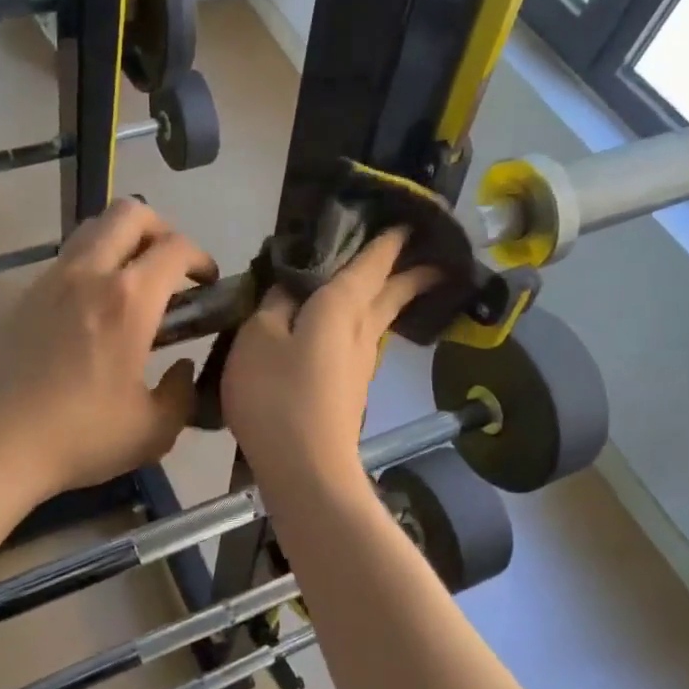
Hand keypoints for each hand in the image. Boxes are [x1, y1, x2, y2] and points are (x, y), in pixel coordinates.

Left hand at [0, 199, 217, 504]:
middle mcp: (88, 274)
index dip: (201, 259)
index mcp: (128, 301)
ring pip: (93, 228)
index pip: (175, 248)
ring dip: (123, 242)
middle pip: (130, 213)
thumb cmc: (80, 438)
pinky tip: (95, 311)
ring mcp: (50, 281)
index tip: (208, 284)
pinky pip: (67, 259)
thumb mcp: (154, 430)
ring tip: (135, 285)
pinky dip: (92, 265)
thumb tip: (182, 368)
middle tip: (171, 269)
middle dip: (162, 230)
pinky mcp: (24, 297)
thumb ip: (182, 393)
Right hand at [222, 228, 434, 490]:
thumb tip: (290, 286)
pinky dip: (365, 324)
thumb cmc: (277, 396)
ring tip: (393, 284)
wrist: (305, 467)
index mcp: (340, 307)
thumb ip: (273, 306)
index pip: (371, 262)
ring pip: (380, 319)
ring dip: (392, 297)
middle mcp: (361, 330)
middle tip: (431, 254)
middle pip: (392, 292)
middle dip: (410, 271)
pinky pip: (363, 342)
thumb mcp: (258, 339)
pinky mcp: (352, 390)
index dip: (388, 240)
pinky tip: (352, 331)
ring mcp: (361, 364)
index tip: (409, 221)